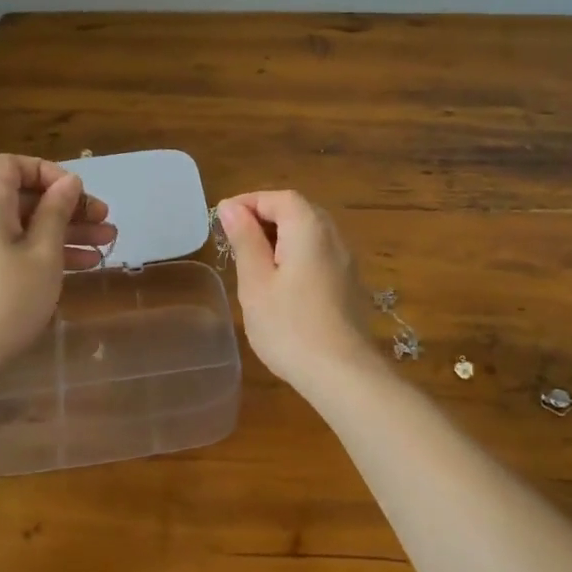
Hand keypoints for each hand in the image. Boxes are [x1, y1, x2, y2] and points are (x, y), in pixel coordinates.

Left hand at [0, 155, 115, 374]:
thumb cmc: (6, 297)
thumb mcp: (43, 253)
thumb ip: (57, 213)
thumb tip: (69, 182)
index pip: (13, 165)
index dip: (47, 172)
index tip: (76, 194)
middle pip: (25, 196)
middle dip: (68, 206)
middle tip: (105, 221)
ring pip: (27, 225)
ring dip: (67, 231)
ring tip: (107, 244)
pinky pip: (18, 248)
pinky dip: (48, 251)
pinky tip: (85, 265)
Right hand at [217, 191, 376, 387]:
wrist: (342, 373)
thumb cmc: (289, 326)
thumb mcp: (256, 282)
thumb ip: (245, 240)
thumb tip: (232, 208)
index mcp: (309, 228)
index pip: (279, 198)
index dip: (249, 202)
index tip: (222, 218)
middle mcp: (333, 236)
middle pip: (298, 211)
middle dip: (265, 217)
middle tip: (235, 236)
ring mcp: (346, 261)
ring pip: (310, 233)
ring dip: (281, 237)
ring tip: (253, 259)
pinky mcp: (349, 284)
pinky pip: (319, 254)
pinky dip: (296, 255)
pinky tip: (280, 282)